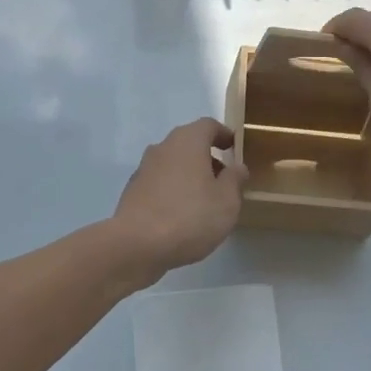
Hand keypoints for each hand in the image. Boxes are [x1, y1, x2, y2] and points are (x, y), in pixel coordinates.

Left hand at [110, 117, 246, 276]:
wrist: (137, 245)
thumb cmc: (190, 217)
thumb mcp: (226, 201)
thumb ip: (234, 179)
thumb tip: (236, 167)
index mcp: (188, 141)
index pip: (208, 126)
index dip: (223, 134)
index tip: (234, 147)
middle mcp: (163, 147)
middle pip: (189, 143)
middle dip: (207, 157)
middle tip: (223, 178)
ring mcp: (144, 169)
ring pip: (173, 163)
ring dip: (190, 174)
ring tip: (205, 200)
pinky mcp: (133, 191)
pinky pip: (160, 182)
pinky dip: (173, 190)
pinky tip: (182, 215)